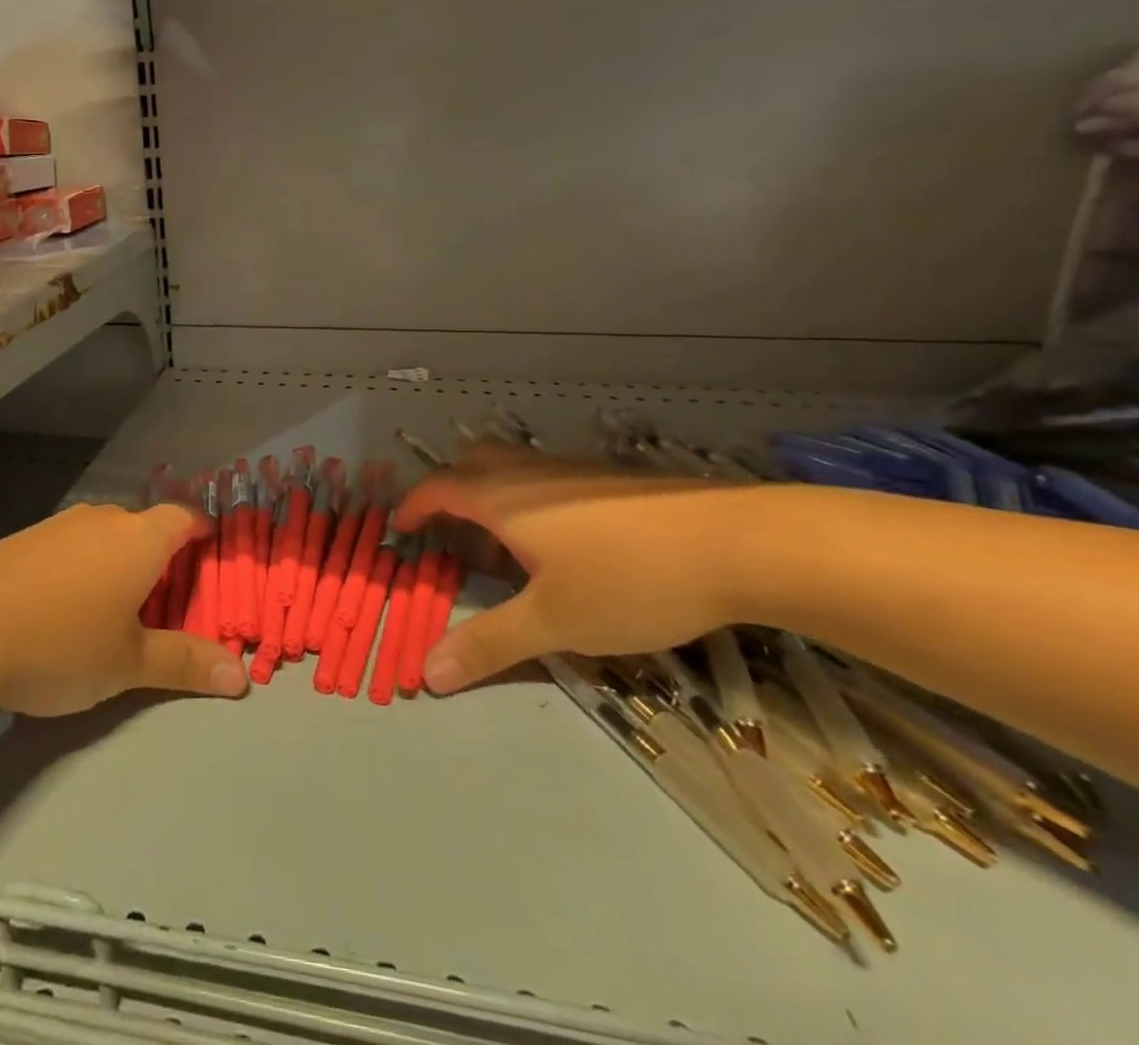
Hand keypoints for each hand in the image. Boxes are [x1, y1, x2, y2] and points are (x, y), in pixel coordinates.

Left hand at [0, 503, 247, 715]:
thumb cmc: (61, 641)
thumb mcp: (129, 662)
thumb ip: (185, 663)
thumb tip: (242, 676)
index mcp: (140, 538)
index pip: (184, 516)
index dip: (202, 530)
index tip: (210, 551)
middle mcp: (102, 519)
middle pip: (144, 526)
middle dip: (159, 555)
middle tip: (166, 597)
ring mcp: (58, 525)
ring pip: (103, 535)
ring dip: (116, 561)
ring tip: (115, 606)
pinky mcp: (22, 539)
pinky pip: (68, 545)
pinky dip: (80, 567)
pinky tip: (61, 606)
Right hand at [396, 444, 754, 694]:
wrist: (738, 544)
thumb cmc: (629, 579)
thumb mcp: (554, 622)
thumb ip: (489, 644)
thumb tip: (426, 674)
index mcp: (502, 498)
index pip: (438, 488)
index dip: (413, 506)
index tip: (400, 529)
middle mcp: (529, 473)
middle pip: (471, 464)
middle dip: (450, 493)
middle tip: (449, 534)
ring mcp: (573, 471)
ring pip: (512, 471)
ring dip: (492, 499)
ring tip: (504, 549)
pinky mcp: (611, 480)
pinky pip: (547, 480)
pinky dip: (530, 502)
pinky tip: (564, 545)